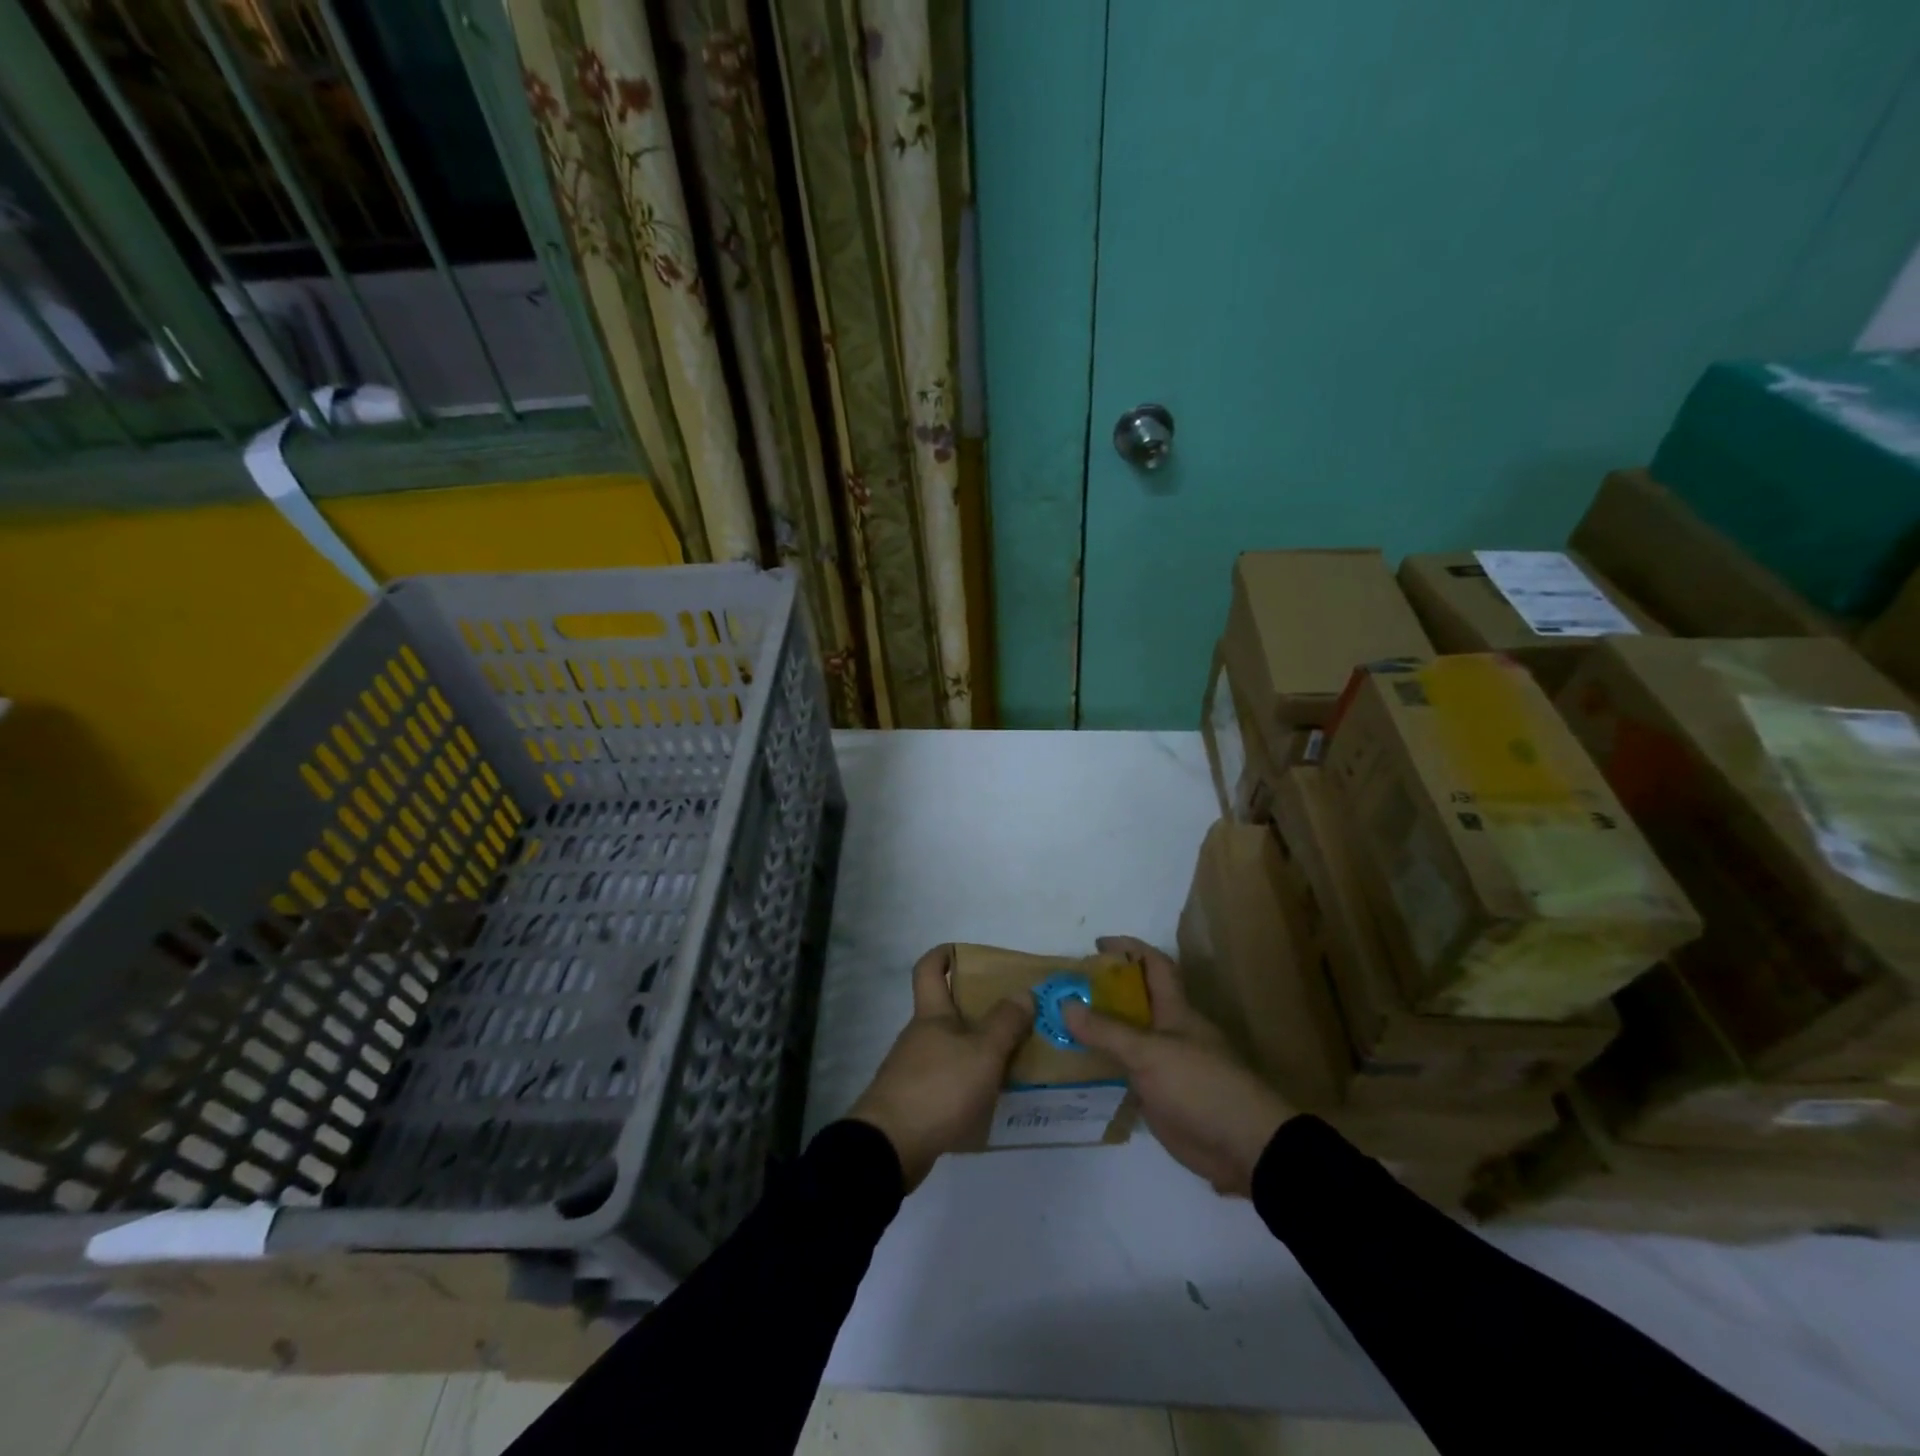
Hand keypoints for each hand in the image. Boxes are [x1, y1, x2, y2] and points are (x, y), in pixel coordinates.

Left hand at [847, 946, 1030, 1190]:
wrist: (890, 1147)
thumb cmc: (939, 1088)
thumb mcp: (983, 1053)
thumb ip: (1006, 1023)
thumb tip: (1023, 992)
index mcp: (931, 1014)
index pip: (929, 969)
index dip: (945, 955)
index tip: (967, 954)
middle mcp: (919, 1036)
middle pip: (946, 1011)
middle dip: (978, 1010)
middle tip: (1016, 1016)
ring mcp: (913, 1070)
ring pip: (950, 1048)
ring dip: (977, 1050)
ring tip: (1014, 1062)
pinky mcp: (914, 1102)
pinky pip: (947, 1081)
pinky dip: (968, 1083)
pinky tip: (991, 1099)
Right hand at [1063, 936, 1293, 1196]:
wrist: (1244, 1147)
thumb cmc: (1201, 1085)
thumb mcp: (1149, 1053)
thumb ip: (1107, 1031)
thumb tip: (1065, 1004)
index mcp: (1175, 1010)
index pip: (1153, 964)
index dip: (1128, 948)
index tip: (1095, 945)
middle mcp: (1168, 1031)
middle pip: (1133, 1001)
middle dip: (1101, 991)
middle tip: (1062, 990)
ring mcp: (1163, 1065)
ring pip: (1125, 1038)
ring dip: (1097, 1030)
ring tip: (1057, 1025)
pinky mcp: (1157, 1096)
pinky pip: (1123, 1072)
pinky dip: (1101, 1067)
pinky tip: (1073, 1070)